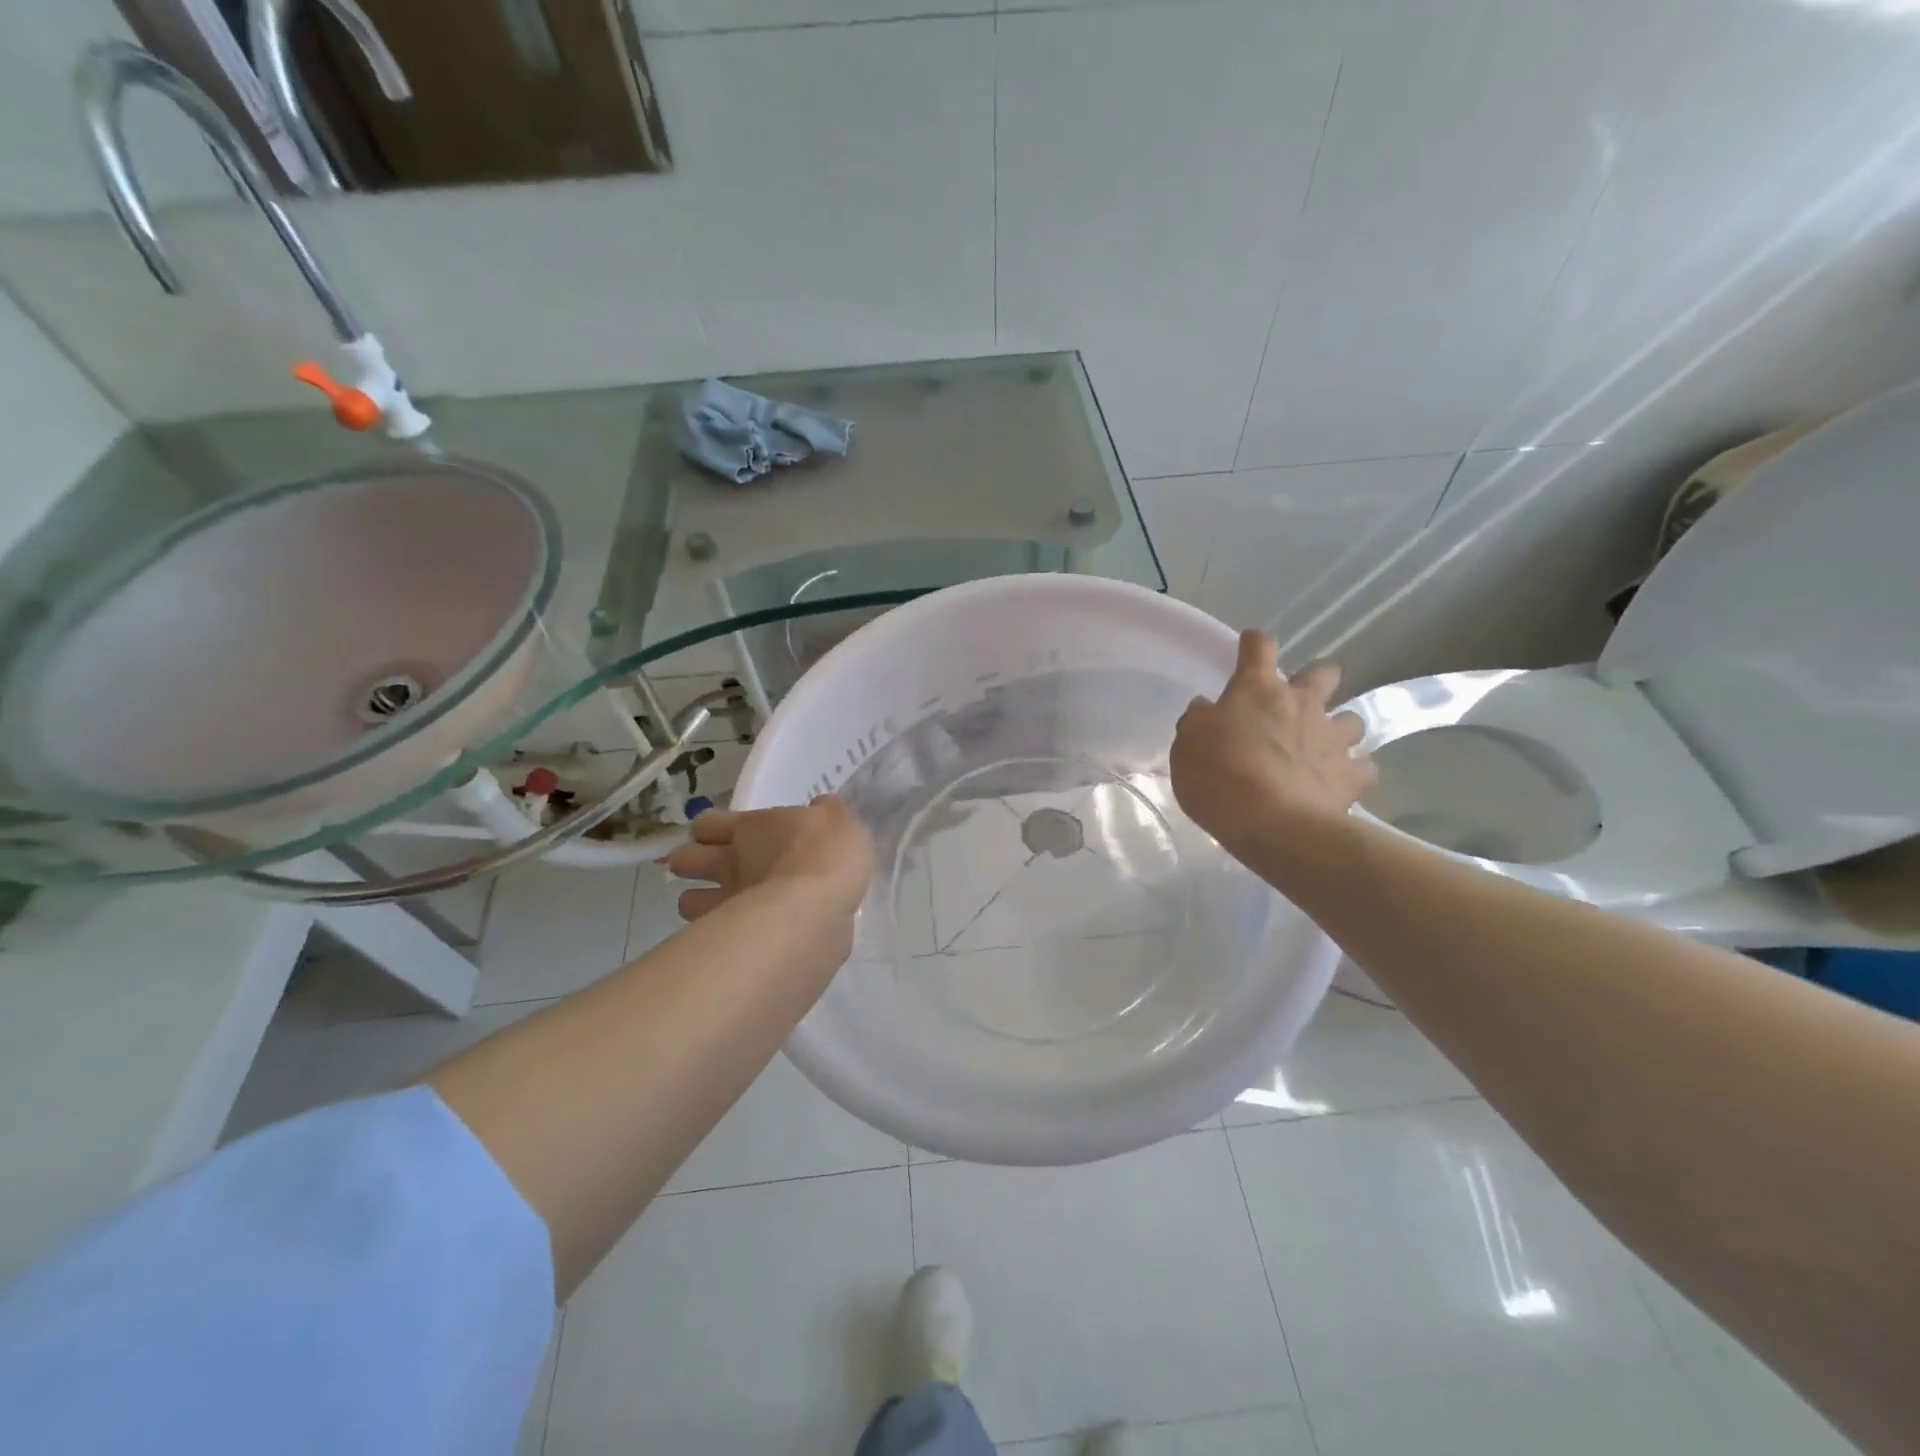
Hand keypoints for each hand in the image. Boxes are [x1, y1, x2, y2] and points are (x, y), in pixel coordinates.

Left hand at [666, 798, 872, 924]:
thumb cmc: (827, 855)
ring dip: (699, 904)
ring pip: (686, 902)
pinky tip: (740, 937)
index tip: (725, 836)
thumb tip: (820, 806)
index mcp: (750, 828)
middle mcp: (728, 861)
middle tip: (717, 871)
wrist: (817, 907)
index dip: (710, 829)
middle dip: (692, 864)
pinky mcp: (730, 938)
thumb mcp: (841, 822)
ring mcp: (724, 901)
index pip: (706, 823)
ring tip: (721, 909)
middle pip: (683, 859)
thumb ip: (827, 814)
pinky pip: (710, 937)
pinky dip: (717, 936)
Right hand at [1171, 630, 1374, 858]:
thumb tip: (1207, 710)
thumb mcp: (1187, 746)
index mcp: (1257, 690)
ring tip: (1321, 748)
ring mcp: (1333, 738)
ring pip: (1352, 719)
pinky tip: (1338, 784)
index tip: (1249, 648)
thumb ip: (1198, 722)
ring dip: (1337, 728)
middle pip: (1324, 673)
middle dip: (1315, 681)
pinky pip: (1363, 768)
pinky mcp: (1352, 776)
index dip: (1254, 644)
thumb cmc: (1219, 778)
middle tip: (1296, 703)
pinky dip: (1352, 773)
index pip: (1259, 647)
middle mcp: (1302, 704)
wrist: (1273, 825)